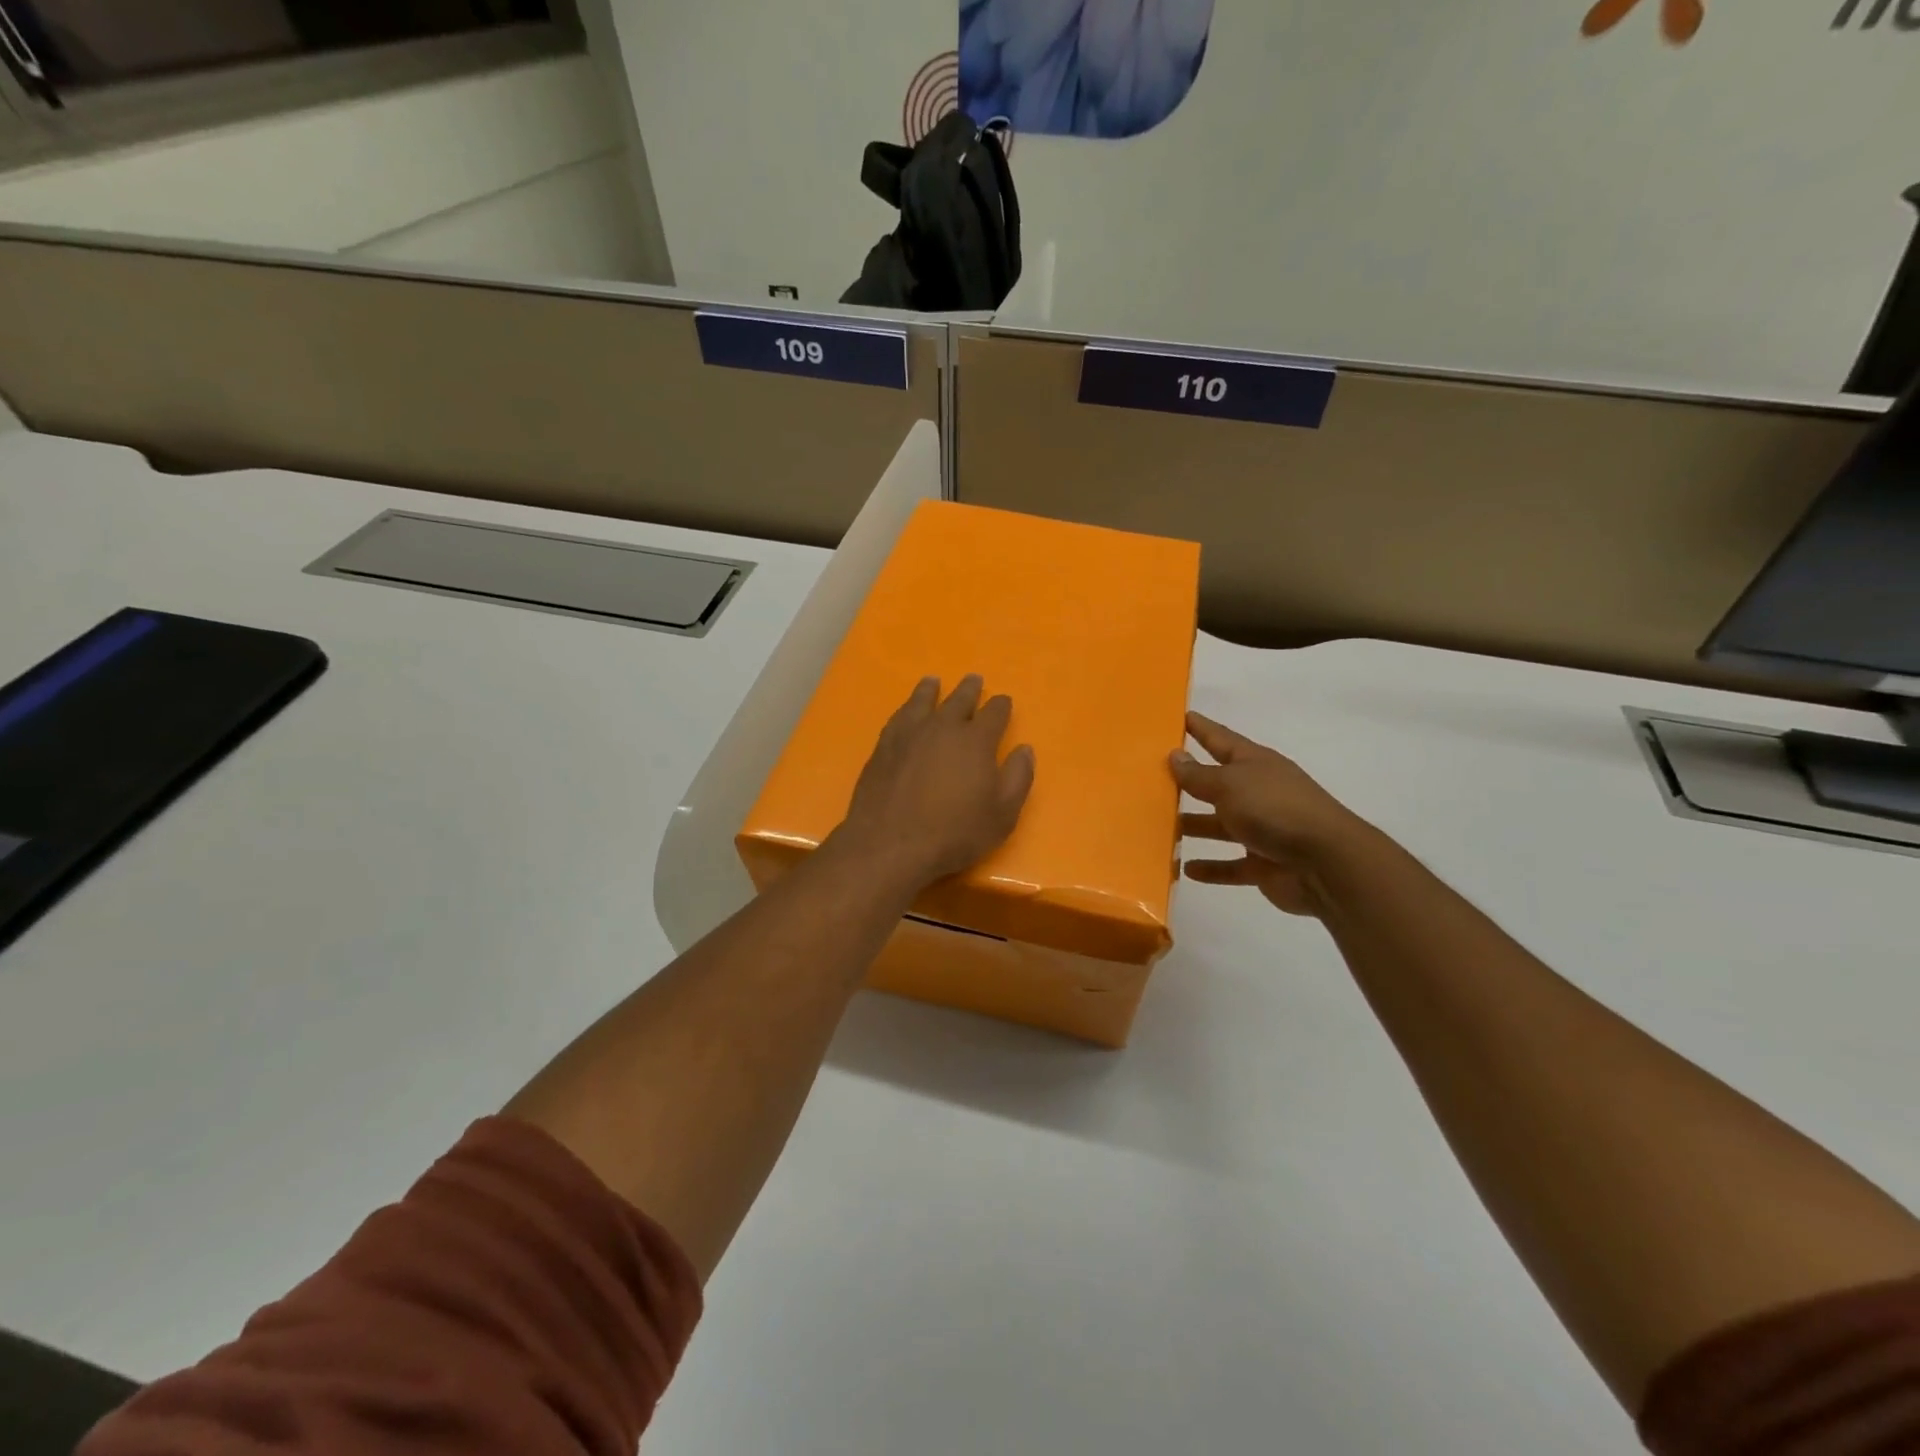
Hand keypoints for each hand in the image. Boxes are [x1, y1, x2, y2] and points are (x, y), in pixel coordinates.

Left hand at [833, 675, 1034, 888]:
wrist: (891, 844)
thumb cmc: (954, 833)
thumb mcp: (1002, 814)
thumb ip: (1017, 778)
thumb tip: (1025, 750)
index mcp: (976, 740)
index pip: (994, 713)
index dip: (1001, 706)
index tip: (1003, 701)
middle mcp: (943, 727)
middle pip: (959, 700)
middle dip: (969, 690)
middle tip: (973, 679)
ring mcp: (909, 734)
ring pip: (923, 701)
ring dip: (931, 690)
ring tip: (933, 681)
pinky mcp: (883, 747)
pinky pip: (898, 717)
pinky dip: (906, 708)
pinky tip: (906, 710)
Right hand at [1172, 712, 1371, 917]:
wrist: (1326, 863)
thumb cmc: (1274, 809)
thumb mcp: (1230, 784)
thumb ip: (1199, 775)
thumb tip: (1175, 755)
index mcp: (1254, 764)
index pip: (1221, 739)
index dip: (1200, 728)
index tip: (1180, 716)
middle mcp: (1259, 792)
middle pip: (1217, 784)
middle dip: (1190, 781)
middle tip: (1155, 778)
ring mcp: (1263, 830)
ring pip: (1220, 826)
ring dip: (1195, 825)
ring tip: (1162, 827)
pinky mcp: (1265, 864)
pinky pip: (1232, 865)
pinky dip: (1212, 867)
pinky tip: (1187, 869)